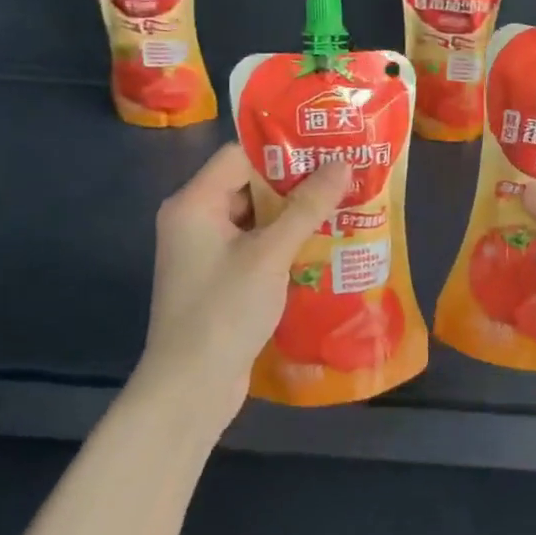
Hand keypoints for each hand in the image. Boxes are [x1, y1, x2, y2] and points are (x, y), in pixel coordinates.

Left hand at [136, 143, 348, 422]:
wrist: (190, 389)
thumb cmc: (224, 311)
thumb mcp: (270, 254)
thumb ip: (306, 207)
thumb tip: (342, 164)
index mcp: (194, 203)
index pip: (240, 155)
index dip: (284, 149)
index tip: (328, 146)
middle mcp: (195, 219)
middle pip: (250, 184)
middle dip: (297, 182)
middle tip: (345, 174)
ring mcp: (206, 251)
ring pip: (257, 216)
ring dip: (295, 213)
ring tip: (343, 204)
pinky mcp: (220, 277)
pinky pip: (256, 245)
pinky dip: (285, 242)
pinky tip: (323, 243)